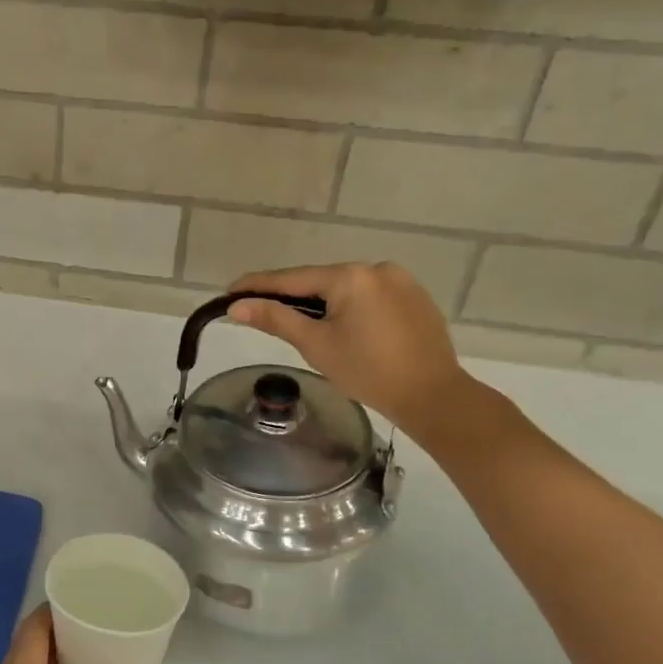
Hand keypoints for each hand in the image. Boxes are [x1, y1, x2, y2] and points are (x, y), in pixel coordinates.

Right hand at [226, 262, 476, 443]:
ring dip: (322, 303)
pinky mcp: (415, 297)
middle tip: (263, 313)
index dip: (258, 286)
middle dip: (292, 297)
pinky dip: (350, 308)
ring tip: (305, 327)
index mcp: (350, 276)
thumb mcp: (315, 345)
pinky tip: (346, 330)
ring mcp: (401, 280)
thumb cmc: (368, 372)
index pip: (292, 278)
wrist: (432, 396)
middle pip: (320, 281)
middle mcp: (376, 268)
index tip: (230, 291)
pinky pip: (370, 296)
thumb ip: (276, 319)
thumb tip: (237, 306)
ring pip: (346, 289)